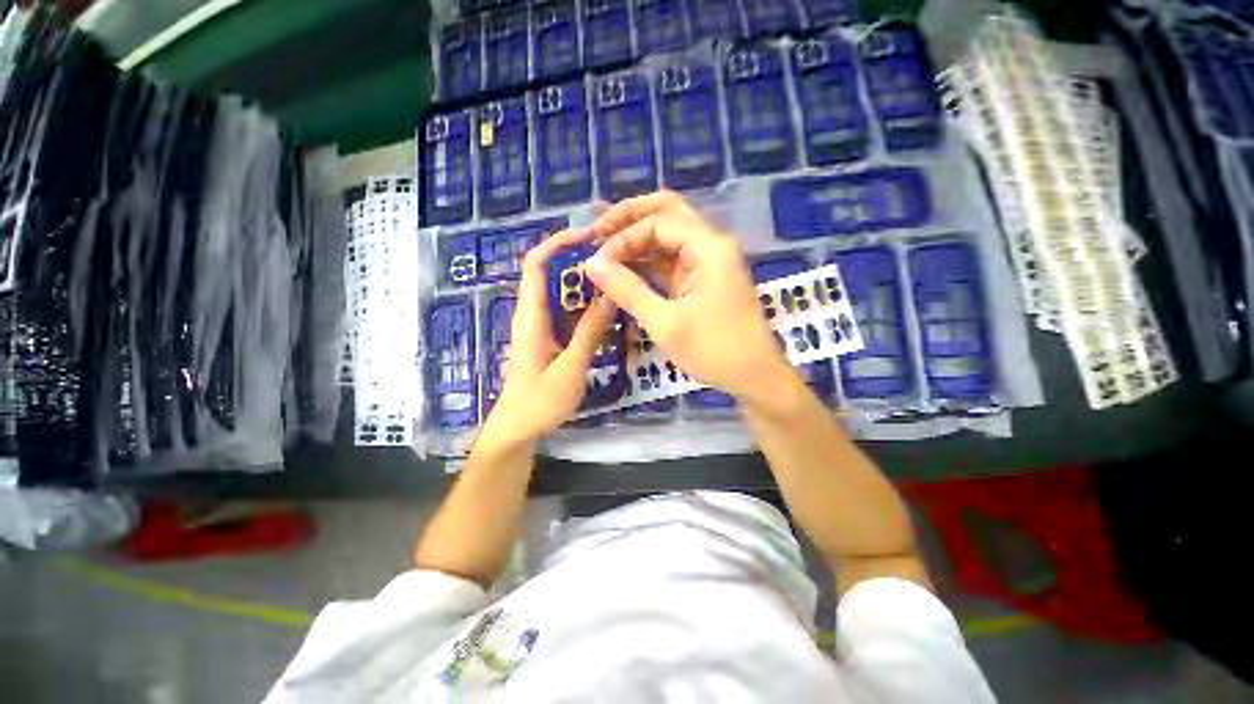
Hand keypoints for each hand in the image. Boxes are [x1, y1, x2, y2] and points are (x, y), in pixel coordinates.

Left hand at [483, 228, 616, 445]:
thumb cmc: (539, 403)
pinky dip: (587, 306)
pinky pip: (569, 313)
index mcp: (531, 316)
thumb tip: (610, 296)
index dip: (558, 243)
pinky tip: (609, 310)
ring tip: (618, 279)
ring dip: (586, 284)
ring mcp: (542, 327)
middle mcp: (533, 314)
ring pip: (562, 294)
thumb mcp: (570, 368)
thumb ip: (590, 332)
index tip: (590, 236)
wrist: (517, 431)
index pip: (536, 264)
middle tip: (615, 259)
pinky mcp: (551, 339)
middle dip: (580, 260)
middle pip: (552, 273)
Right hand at [584, 190, 793, 406]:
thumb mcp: (665, 322)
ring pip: (669, 236)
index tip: (597, 262)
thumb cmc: (714, 351)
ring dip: (637, 240)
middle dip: (630, 219)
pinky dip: (648, 262)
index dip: (623, 238)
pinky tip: (625, 270)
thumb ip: (627, 290)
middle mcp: (711, 245)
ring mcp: (709, 262)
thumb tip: (591, 263)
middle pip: (667, 213)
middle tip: (596, 231)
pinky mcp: (703, 280)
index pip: (657, 223)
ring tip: (604, 249)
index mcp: (708, 247)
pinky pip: (672, 260)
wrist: (755, 377)